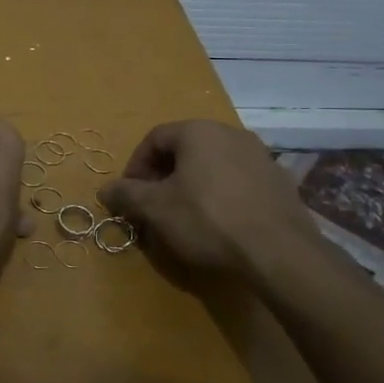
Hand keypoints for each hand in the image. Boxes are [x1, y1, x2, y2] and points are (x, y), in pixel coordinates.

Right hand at [98, 120, 322, 278]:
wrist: (279, 251)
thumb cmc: (208, 219)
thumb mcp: (156, 208)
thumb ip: (126, 194)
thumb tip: (104, 189)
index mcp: (198, 131)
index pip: (155, 138)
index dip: (136, 166)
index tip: (130, 195)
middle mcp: (231, 133)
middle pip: (185, 150)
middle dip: (163, 177)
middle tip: (154, 207)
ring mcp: (260, 156)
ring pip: (212, 165)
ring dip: (191, 186)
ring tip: (184, 218)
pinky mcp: (279, 181)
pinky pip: (237, 181)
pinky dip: (220, 195)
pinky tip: (219, 224)